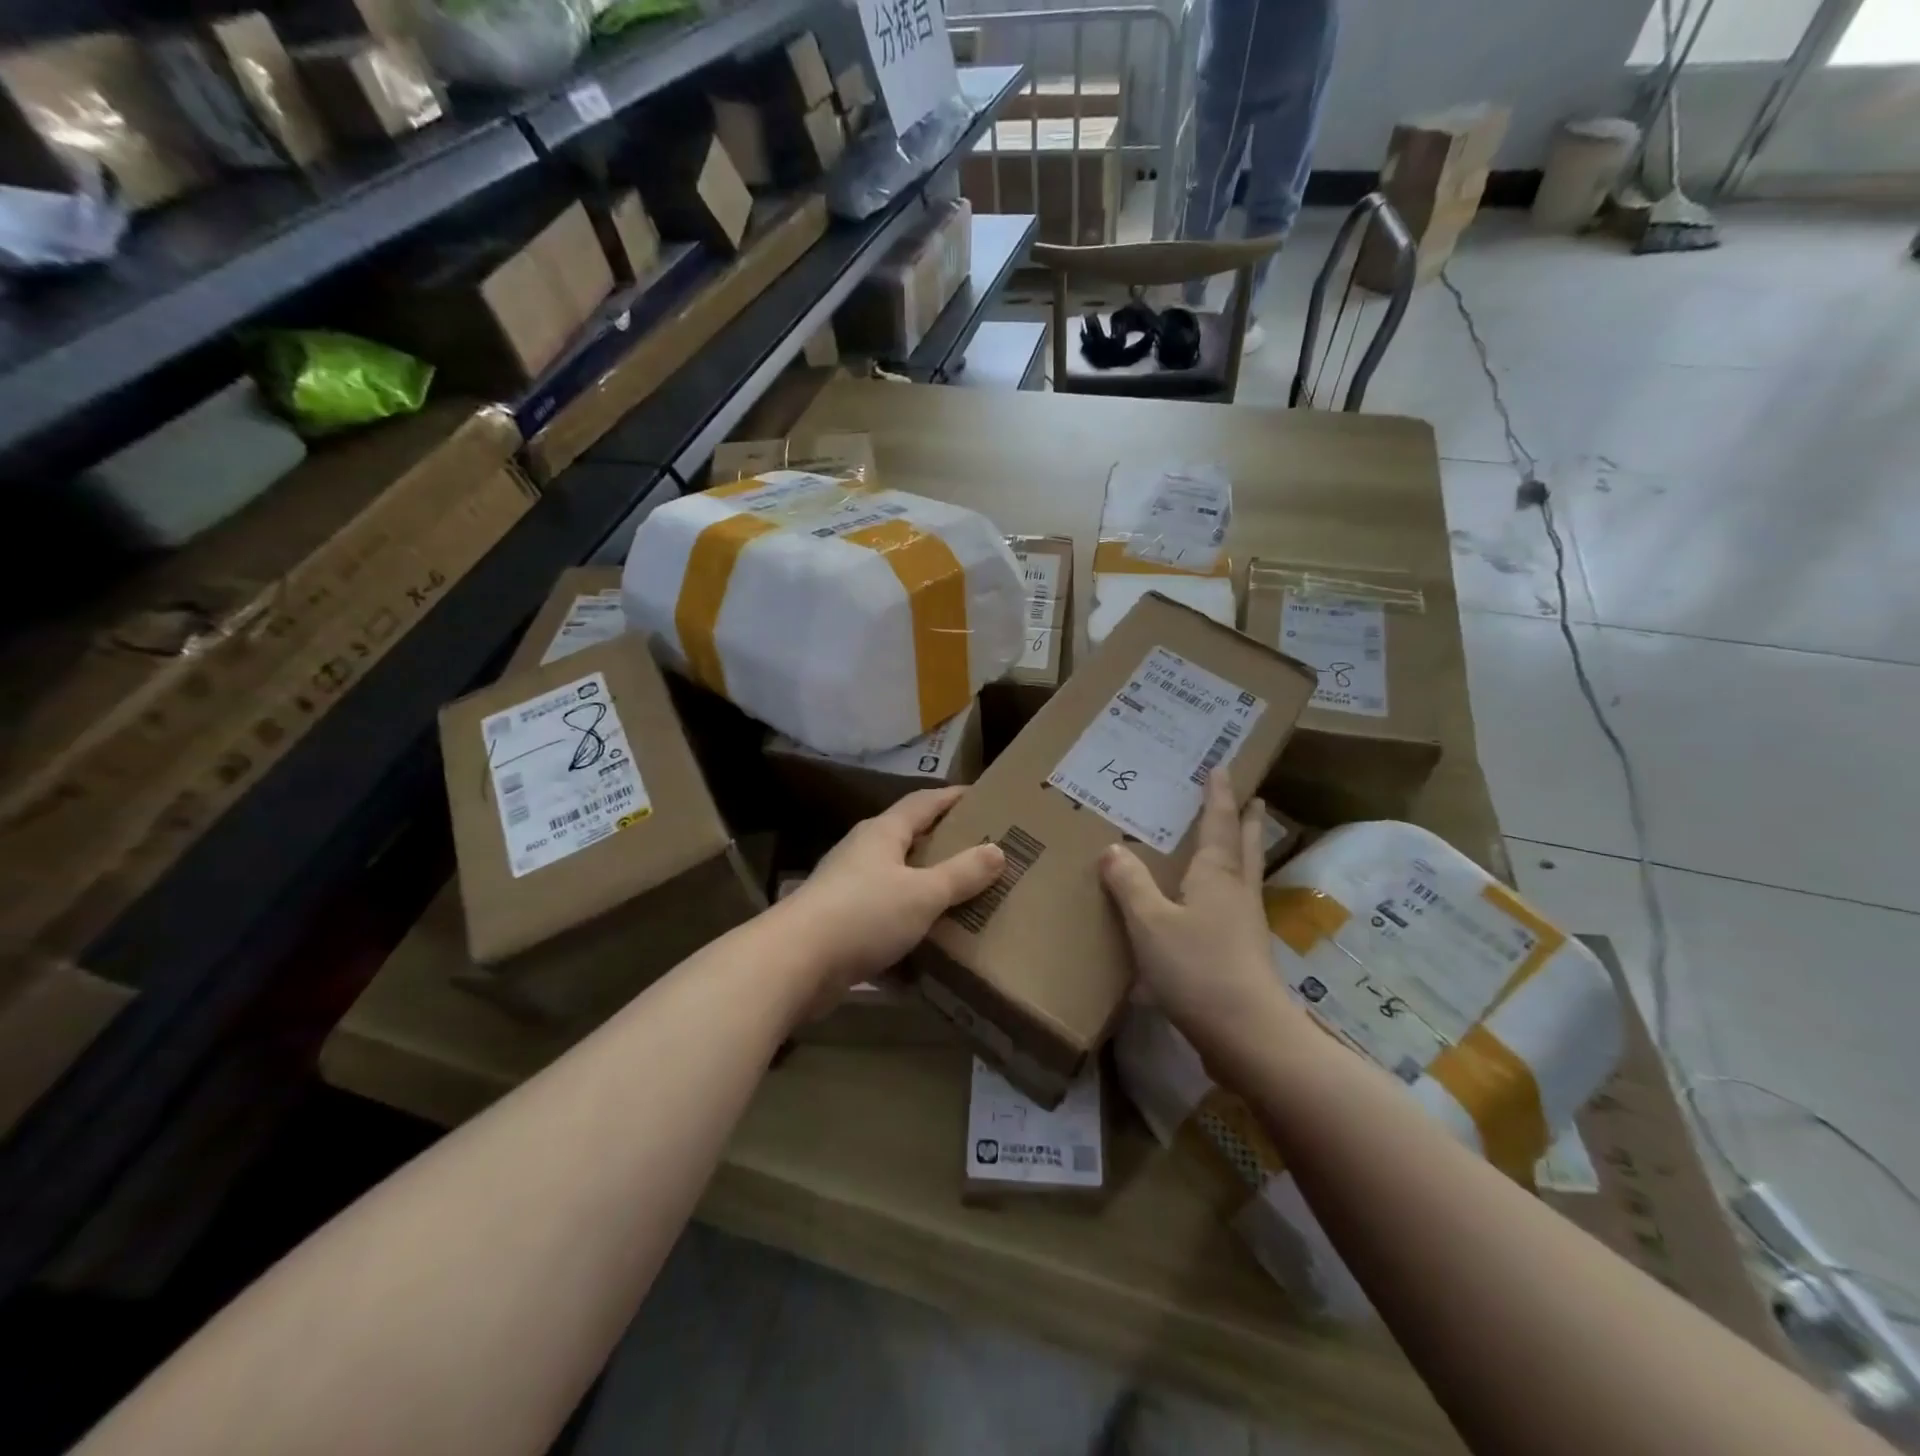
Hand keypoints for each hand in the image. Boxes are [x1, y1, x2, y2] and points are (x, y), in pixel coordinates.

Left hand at [781, 787, 1003, 998]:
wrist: (794, 964)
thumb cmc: (864, 914)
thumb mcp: (923, 894)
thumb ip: (962, 874)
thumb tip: (997, 850)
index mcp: (883, 833)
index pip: (924, 802)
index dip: (953, 797)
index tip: (983, 796)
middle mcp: (863, 854)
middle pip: (909, 840)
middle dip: (944, 846)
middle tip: (983, 852)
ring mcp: (848, 890)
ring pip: (897, 884)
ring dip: (926, 892)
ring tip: (965, 901)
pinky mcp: (840, 926)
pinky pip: (884, 922)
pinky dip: (908, 932)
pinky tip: (931, 951)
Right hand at [1099, 772, 1291, 1054]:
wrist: (1247, 1034)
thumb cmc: (1197, 968)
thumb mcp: (1150, 922)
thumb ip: (1130, 884)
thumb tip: (1113, 848)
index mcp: (1217, 875)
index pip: (1219, 823)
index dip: (1218, 795)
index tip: (1223, 768)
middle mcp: (1237, 892)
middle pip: (1246, 846)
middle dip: (1247, 820)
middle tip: (1252, 798)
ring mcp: (1245, 924)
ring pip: (1246, 875)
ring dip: (1244, 851)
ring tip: (1238, 839)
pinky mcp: (1244, 953)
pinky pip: (1236, 903)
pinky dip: (1229, 886)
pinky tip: (1215, 902)